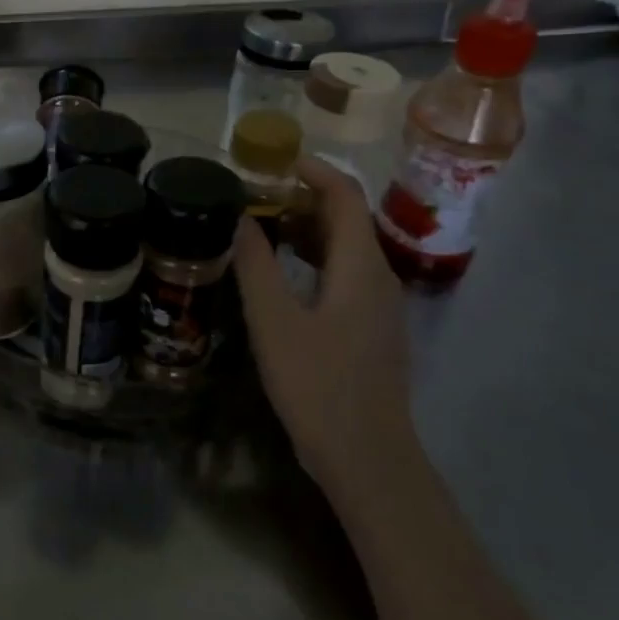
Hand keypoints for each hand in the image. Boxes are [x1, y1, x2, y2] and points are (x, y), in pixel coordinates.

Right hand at [233, 154, 414, 488]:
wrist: (366, 457)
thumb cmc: (318, 384)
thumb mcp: (274, 320)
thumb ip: (255, 264)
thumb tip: (239, 217)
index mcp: (360, 266)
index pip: (345, 196)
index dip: (313, 171)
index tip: (272, 162)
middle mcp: (378, 278)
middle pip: (347, 219)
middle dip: (302, 199)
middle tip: (254, 197)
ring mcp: (380, 307)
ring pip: (345, 249)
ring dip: (306, 231)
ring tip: (260, 229)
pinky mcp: (371, 330)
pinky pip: (345, 275)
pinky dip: (314, 260)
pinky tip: (282, 277)